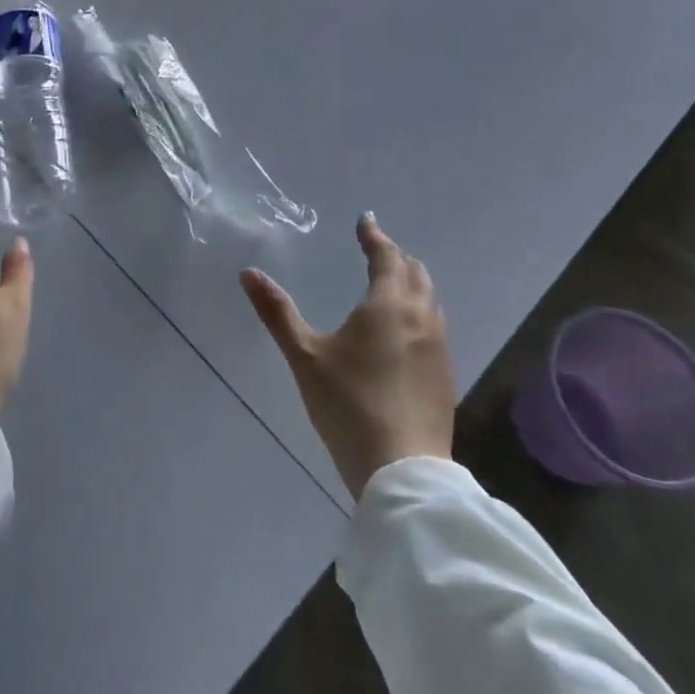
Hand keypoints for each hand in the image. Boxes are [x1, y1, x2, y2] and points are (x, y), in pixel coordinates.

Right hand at [241, 213, 454, 498]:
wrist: (402, 471)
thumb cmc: (349, 405)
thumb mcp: (305, 356)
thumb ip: (277, 312)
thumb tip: (248, 273)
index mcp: (388, 305)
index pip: (387, 256)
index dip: (375, 236)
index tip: (365, 222)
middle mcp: (421, 318)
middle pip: (416, 273)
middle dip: (395, 257)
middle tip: (374, 251)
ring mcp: (439, 349)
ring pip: (430, 300)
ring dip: (411, 284)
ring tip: (389, 285)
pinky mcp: (446, 377)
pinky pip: (434, 326)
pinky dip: (419, 312)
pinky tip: (402, 332)